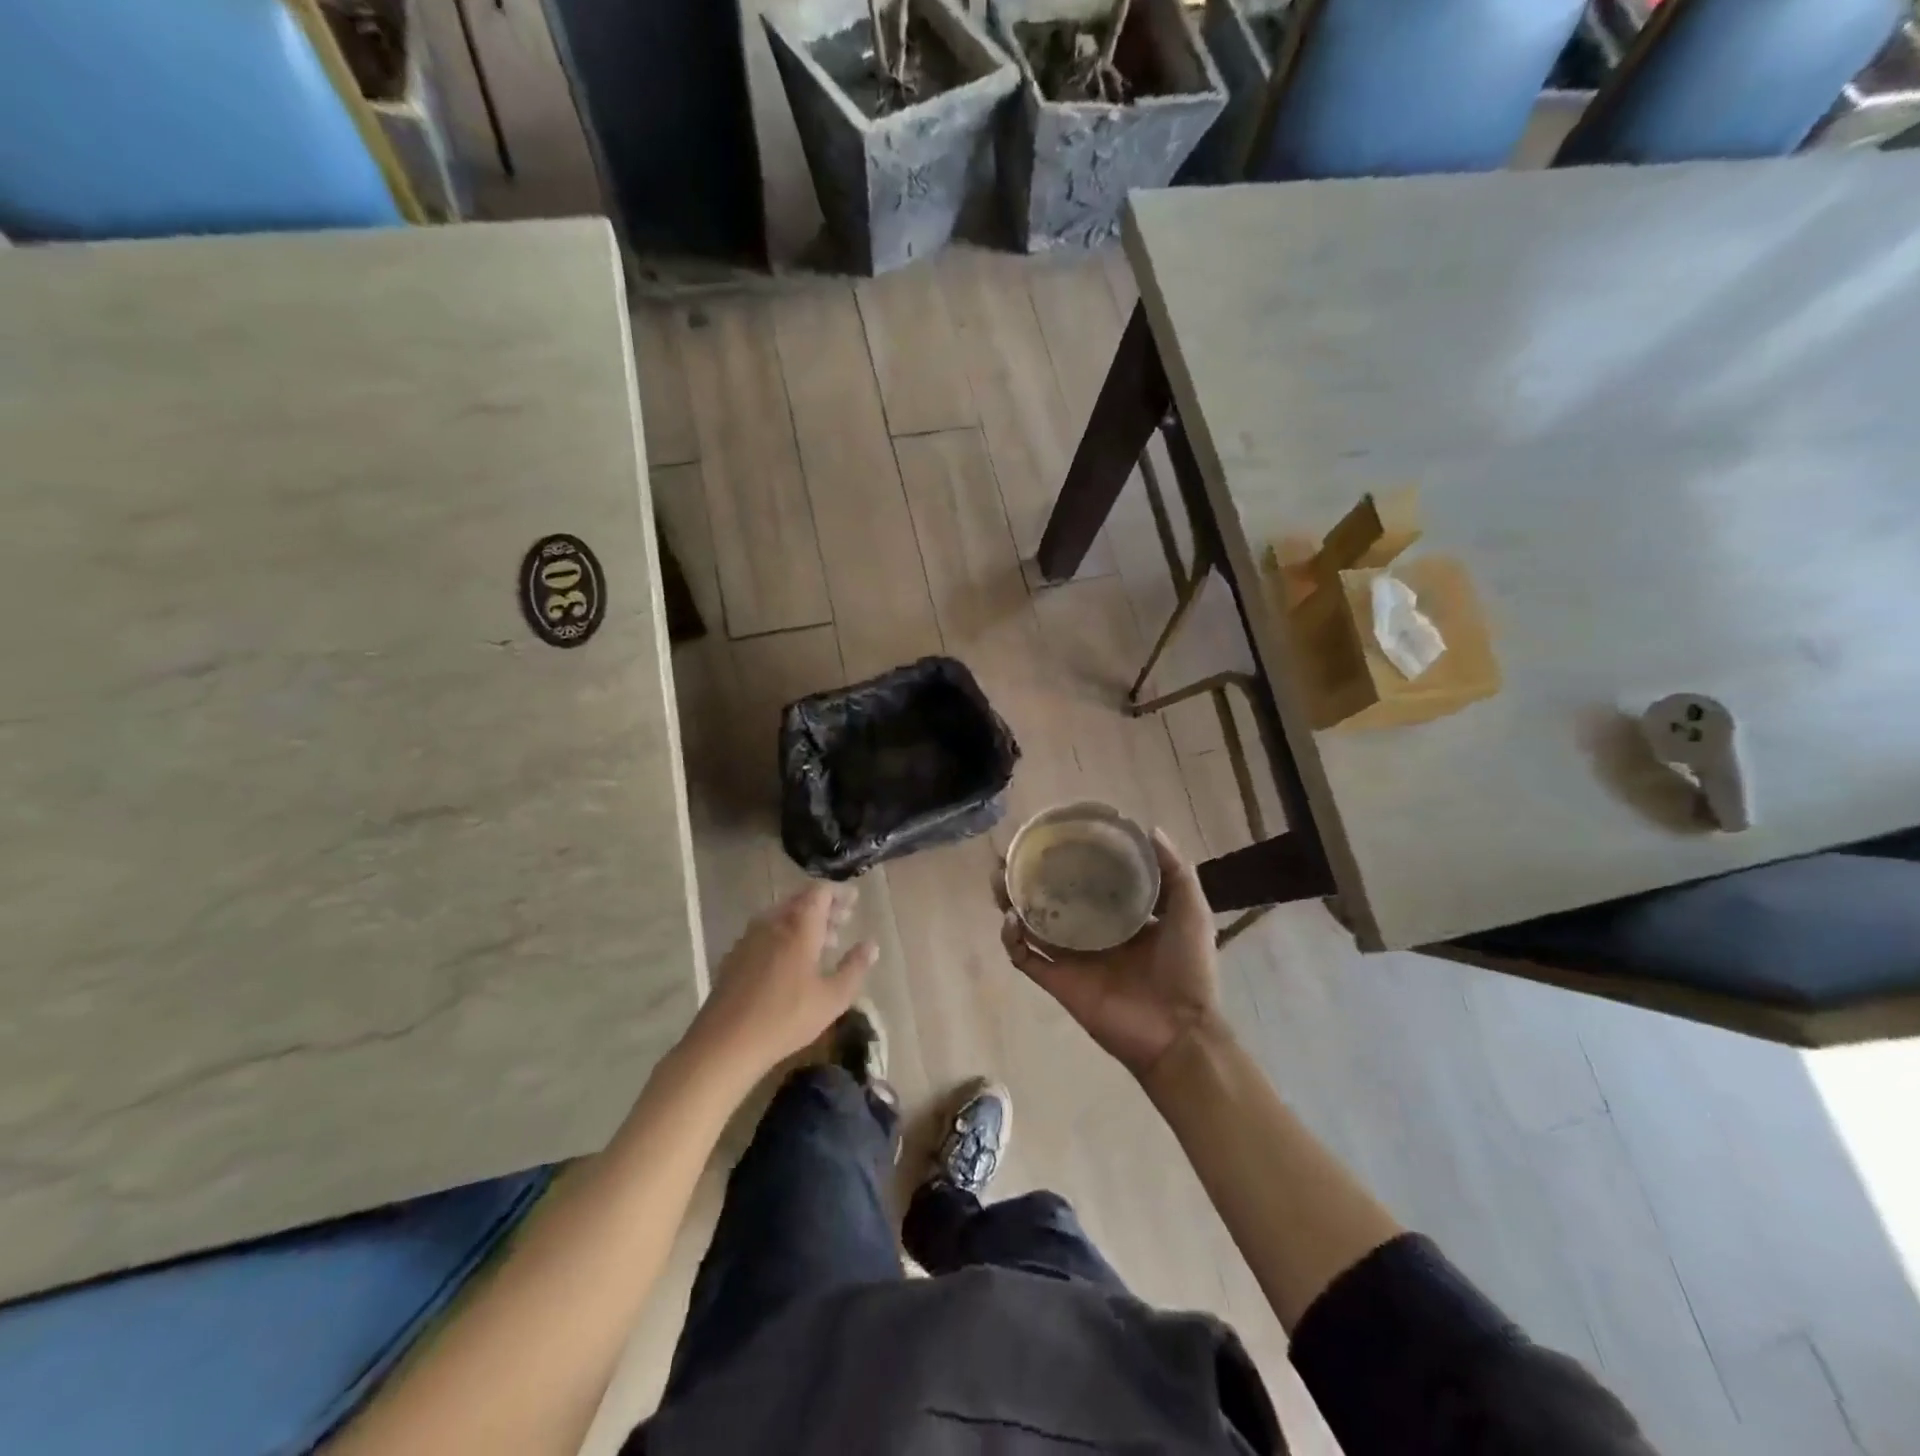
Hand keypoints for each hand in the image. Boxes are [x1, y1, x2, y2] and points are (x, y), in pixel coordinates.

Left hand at [685, 883, 876, 1078]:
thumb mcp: (832, 998)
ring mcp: (750, 938)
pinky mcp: (735, 956)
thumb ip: (855, 967)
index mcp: (799, 925)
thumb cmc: (786, 1017)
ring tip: (824, 941)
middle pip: (801, 902)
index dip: (839, 893)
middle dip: (824, 907)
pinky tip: (791, 960)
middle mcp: (773, 923)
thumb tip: (871, 944)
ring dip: (805, 922)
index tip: (854, 898)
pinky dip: (785, 935)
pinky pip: (766, 933)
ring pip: (782, 917)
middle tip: (844, 918)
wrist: (725, 1042)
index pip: (820, 892)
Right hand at [998, 829, 1223, 1080]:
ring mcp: (1072, 958)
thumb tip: (1150, 828)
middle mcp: (1091, 933)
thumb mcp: (1190, 911)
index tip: (1055, 836)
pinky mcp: (1059, 981)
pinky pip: (1025, 959)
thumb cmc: (1188, 969)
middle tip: (1012, 854)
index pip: (1087, 882)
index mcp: (1119, 917)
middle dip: (1029, 877)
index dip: (1069, 860)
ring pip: (1030, 925)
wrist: (1180, 1032)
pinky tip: (1010, 918)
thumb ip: (1175, 871)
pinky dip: (1012, 940)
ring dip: (1011, 901)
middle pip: (1050, 899)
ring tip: (999, 876)